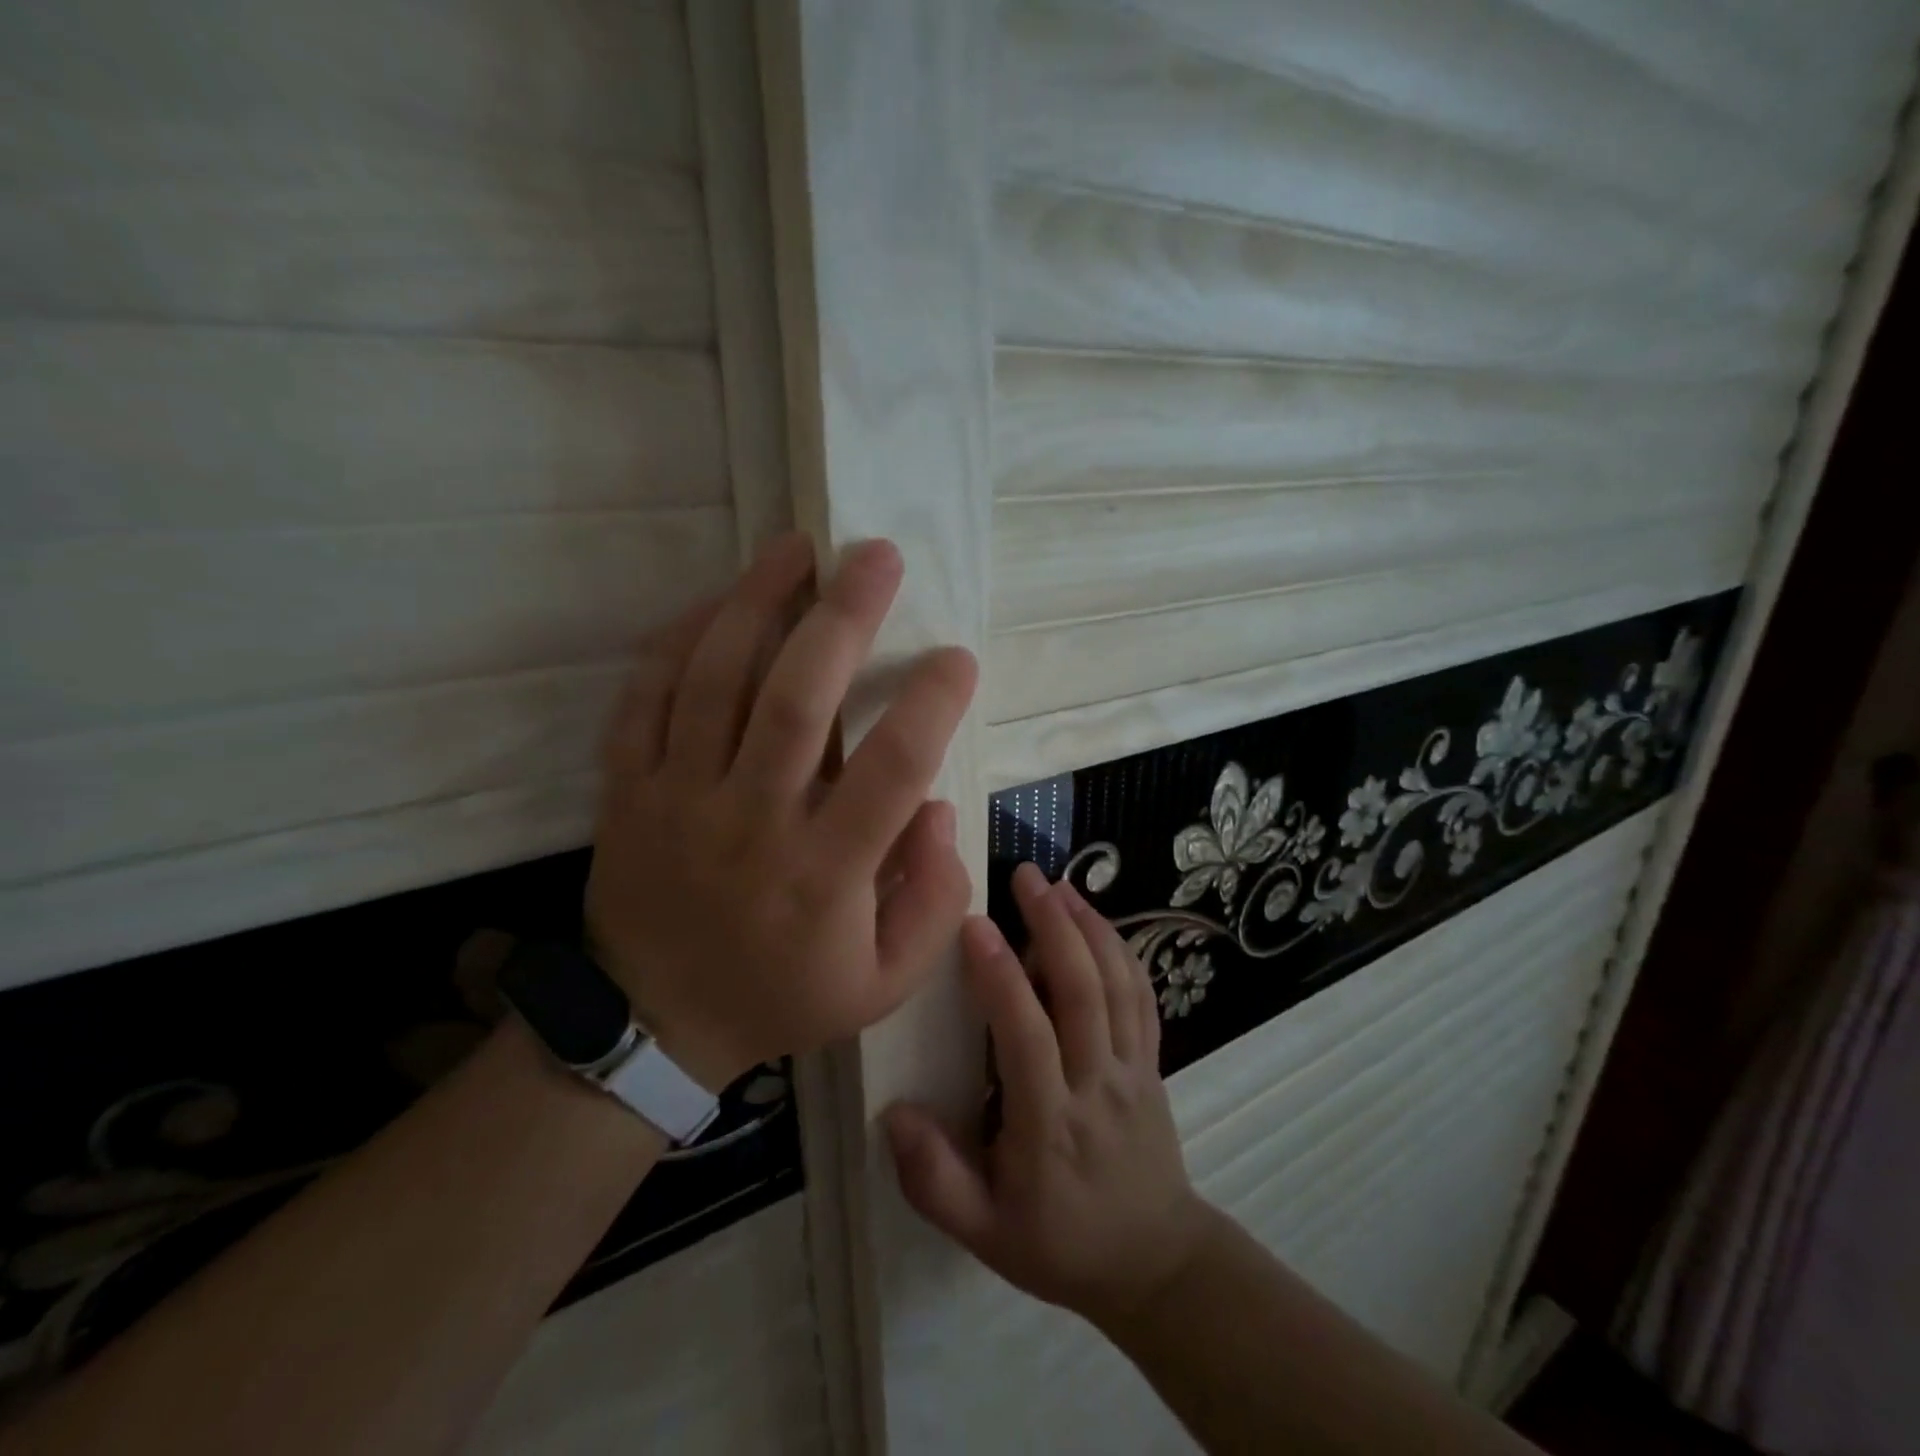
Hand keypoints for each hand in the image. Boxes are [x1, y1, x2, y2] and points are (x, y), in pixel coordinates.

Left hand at [585, 532, 977, 1092]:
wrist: (655, 1024)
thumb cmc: (783, 996)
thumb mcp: (885, 982)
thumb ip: (933, 901)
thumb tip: (938, 808)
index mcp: (824, 872)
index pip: (893, 769)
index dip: (933, 702)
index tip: (958, 656)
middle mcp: (752, 821)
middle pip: (797, 699)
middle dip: (844, 616)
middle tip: (878, 555)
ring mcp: (679, 799)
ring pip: (714, 679)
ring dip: (757, 602)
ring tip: (795, 546)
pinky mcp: (629, 789)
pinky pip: (645, 697)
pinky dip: (680, 639)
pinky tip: (719, 601)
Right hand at [885, 863, 1209, 1328]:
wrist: (1154, 1262)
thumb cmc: (1059, 1244)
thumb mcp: (984, 1234)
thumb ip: (934, 1179)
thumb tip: (892, 1113)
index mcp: (1049, 1125)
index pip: (1026, 1037)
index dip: (1001, 978)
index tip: (974, 925)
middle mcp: (1096, 1085)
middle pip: (1082, 992)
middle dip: (1053, 926)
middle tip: (1025, 876)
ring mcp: (1133, 1069)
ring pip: (1117, 984)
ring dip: (1089, 927)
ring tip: (1060, 884)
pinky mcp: (1153, 1062)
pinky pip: (1142, 997)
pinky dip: (1122, 950)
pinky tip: (1099, 920)